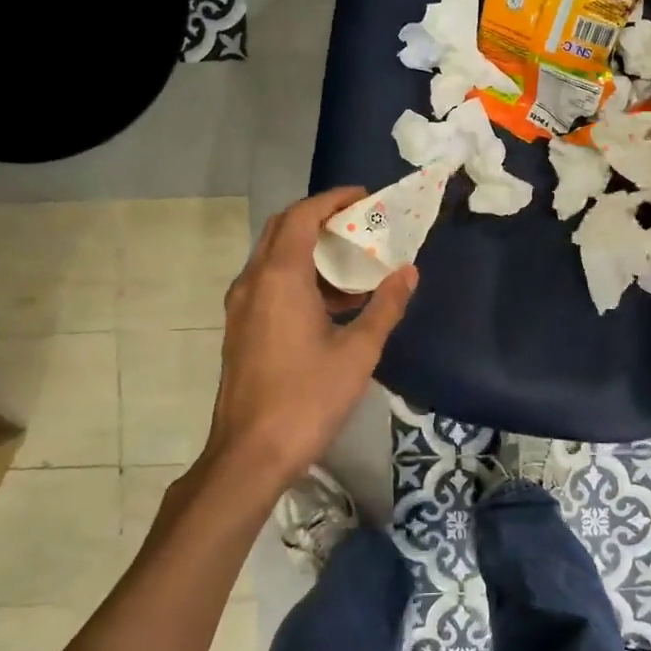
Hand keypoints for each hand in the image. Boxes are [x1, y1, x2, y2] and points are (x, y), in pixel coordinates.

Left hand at [201, 189, 415, 495]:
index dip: (332, 199)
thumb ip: (385, 306)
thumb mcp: (358, 351)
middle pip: (282, 229)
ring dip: (311, 251)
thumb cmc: (308, 398)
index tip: (364, 196)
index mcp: (279, 278)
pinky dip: (300, 278)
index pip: (301, 216)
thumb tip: (409, 272)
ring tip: (354, 264)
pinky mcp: (241, 329)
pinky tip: (334, 304)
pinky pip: (270, 284)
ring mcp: (242, 307)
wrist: (251, 454)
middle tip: (359, 223)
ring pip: (274, 258)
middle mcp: (253, 283)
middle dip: (320, 219)